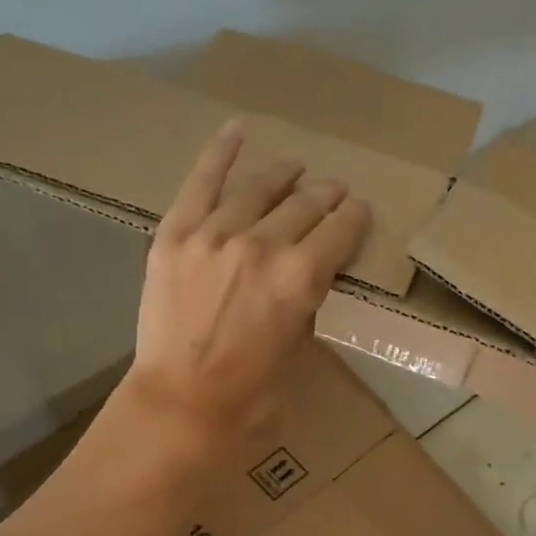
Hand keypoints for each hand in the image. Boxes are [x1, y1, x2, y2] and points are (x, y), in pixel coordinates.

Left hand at [123, 121, 370, 452]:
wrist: (180, 403)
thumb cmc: (249, 395)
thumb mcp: (299, 351)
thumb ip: (307, 303)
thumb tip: (307, 277)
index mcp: (302, 278)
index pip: (340, 230)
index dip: (354, 218)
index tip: (358, 212)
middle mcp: (264, 245)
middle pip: (305, 204)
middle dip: (326, 195)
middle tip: (332, 192)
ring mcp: (215, 233)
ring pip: (259, 188)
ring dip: (284, 174)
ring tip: (294, 169)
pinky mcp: (176, 234)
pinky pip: (201, 182)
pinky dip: (220, 153)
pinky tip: (237, 131)